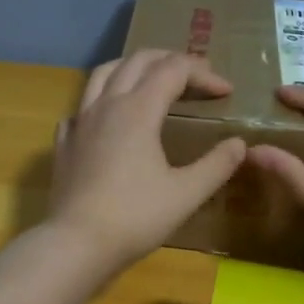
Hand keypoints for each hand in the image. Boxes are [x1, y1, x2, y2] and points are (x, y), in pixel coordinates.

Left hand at [47, 50, 247, 275]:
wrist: (77, 244)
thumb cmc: (135, 217)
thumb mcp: (186, 194)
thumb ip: (217, 165)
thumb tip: (239, 144)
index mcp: (138, 110)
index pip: (174, 70)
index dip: (203, 74)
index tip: (226, 92)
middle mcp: (107, 104)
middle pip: (138, 61)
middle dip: (171, 60)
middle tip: (195, 77)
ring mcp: (80, 121)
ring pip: (104, 73)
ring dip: (133, 67)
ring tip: (151, 80)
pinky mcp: (65, 142)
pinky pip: (82, 105)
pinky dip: (101, 99)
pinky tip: (109, 118)